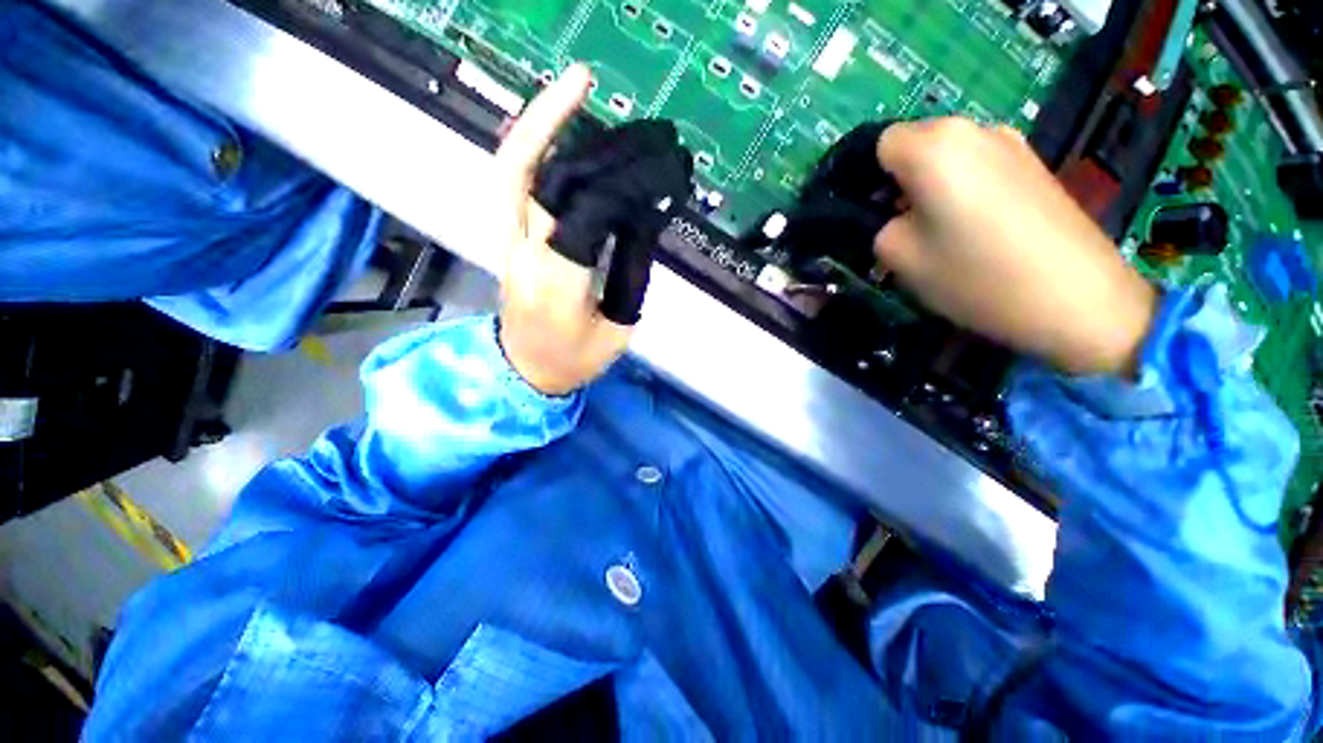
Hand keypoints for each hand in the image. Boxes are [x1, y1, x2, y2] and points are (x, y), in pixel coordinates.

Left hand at [493, 64, 635, 395]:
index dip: (621, 185)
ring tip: (571, 89)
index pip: (586, 215)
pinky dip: (531, 148)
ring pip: (512, 171)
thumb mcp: (618, 332)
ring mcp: (508, 244)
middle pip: (535, 177)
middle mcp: (525, 255)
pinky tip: (555, 129)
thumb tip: (639, 227)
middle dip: (559, 124)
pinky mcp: (507, 239)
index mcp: (558, 285)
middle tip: (590, 84)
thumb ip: (631, 280)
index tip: (654, 170)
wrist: (524, 371)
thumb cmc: (573, 361)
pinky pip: (513, 183)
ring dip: (537, 123)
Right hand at [873, 119, 1158, 376]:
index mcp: (934, 146)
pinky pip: (979, 166)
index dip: (868, 179)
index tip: (874, 215)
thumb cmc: (976, 276)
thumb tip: (890, 218)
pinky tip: (977, 228)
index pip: (878, 144)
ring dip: (932, 187)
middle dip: (900, 182)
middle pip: (914, 145)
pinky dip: (964, 189)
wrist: (1078, 299)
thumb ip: (878, 228)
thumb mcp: (899, 259)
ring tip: (942, 232)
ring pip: (947, 157)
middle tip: (905, 228)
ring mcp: (1011, 142)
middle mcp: (973, 129)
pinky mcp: (1034, 163)